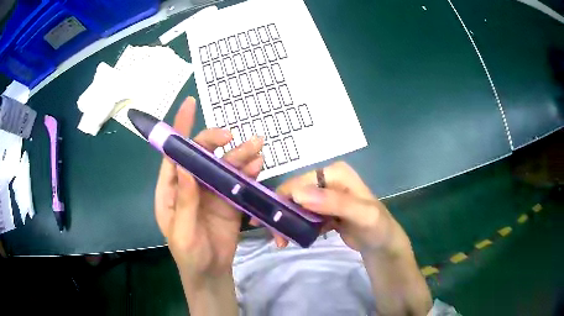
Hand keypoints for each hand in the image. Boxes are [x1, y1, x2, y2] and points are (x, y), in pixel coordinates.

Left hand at [154, 97, 263, 283]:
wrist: (211, 272)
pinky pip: (238, 182)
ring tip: (257, 146)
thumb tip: (184, 165)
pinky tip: (257, 165)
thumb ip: (185, 199)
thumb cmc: (189, 253)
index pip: (173, 154)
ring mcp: (211, 192)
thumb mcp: (182, 230)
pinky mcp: (228, 201)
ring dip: (239, 155)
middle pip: (201, 155)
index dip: (180, 128)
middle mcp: (190, 185)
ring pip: (223, 166)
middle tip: (232, 138)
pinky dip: (247, 172)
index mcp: (172, 189)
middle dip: (215, 142)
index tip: (190, 104)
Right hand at [277, 162, 431, 314]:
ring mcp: (325, 195)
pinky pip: (303, 215)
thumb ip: (335, 202)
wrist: (383, 243)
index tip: (273, 224)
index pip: (300, 182)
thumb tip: (299, 194)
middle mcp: (327, 179)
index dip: (283, 200)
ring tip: (282, 242)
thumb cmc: (377, 227)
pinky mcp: (323, 210)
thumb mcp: (362, 214)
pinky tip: (294, 239)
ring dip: (287, 223)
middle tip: (277, 238)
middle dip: (283, 214)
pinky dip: (297, 227)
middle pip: (295, 193)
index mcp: (335, 172)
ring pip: (296, 205)